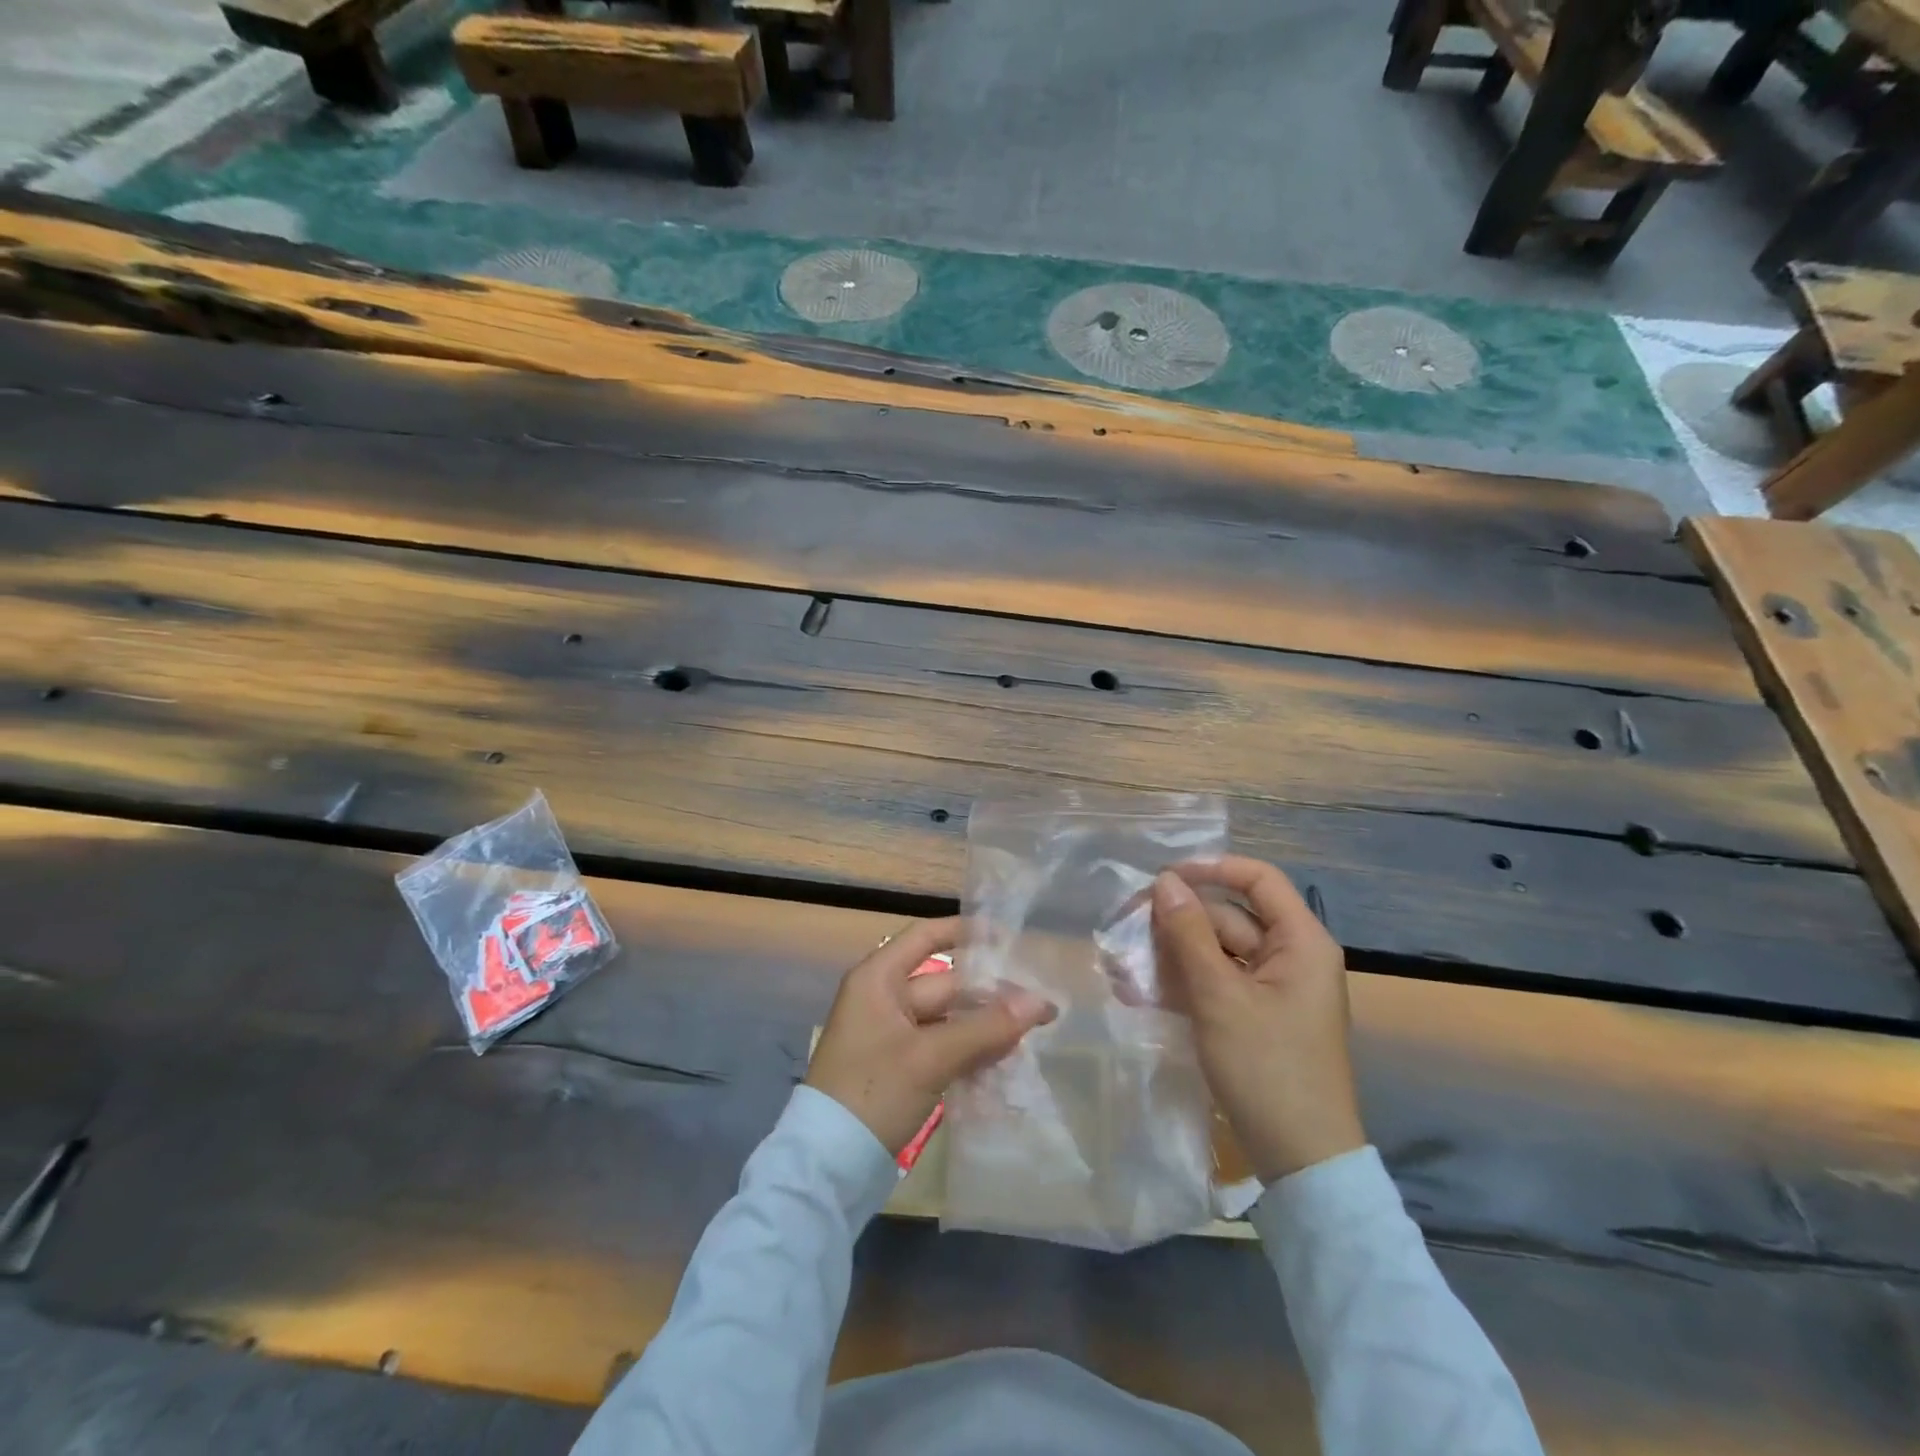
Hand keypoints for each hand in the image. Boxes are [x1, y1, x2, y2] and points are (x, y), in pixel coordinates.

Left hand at [806, 917, 1057, 1154]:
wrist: (828, 1166)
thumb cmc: (873, 1092)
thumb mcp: (930, 1057)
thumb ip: (987, 1028)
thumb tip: (1042, 1002)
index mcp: (879, 978)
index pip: (926, 936)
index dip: (966, 932)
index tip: (1010, 937)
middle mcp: (884, 997)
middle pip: (945, 982)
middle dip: (990, 992)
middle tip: (1041, 1002)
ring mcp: (892, 1034)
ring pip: (948, 1018)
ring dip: (985, 1024)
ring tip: (1034, 1030)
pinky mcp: (901, 1067)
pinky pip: (942, 1046)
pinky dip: (970, 1049)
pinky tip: (1007, 1058)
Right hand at [1151, 859, 1365, 1182]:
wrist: (1300, 1161)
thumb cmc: (1267, 1068)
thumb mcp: (1219, 996)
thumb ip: (1189, 934)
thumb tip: (1165, 881)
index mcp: (1300, 942)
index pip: (1258, 879)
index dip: (1211, 869)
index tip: (1164, 877)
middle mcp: (1291, 957)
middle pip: (1230, 917)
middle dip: (1179, 922)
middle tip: (1127, 928)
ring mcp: (1273, 989)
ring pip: (1217, 951)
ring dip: (1173, 955)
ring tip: (1125, 965)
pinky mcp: (1256, 1016)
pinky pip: (1217, 983)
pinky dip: (1185, 983)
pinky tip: (1142, 992)